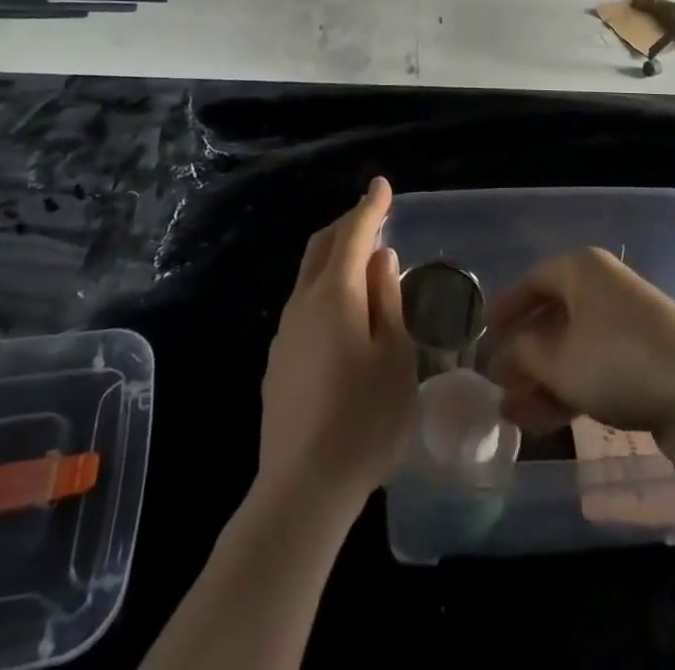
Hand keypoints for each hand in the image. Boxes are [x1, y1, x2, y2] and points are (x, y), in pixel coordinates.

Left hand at [257, 177, 416, 518]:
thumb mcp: (395, 356)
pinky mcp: (279, 362)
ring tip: (363, 261)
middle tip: (373, 216)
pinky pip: (304, 305)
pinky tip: (344, 313)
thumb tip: (381, 258)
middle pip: (323, 247)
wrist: (303, 489)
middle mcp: (303, 303)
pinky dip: (326, 288)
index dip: (370, 207)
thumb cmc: (365, 419)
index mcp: (335, 294)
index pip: (354, 234)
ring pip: (310, 276)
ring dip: (335, 256)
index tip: (382, 186)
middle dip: (347, 224)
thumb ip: (387, 299)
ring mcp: (285, 333)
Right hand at [485, 247, 674, 471]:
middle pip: (554, 317)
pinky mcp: (647, 360)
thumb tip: (502, 356)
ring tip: (512, 416)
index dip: (507, 307)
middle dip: (524, 355)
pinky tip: (545, 423)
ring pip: (574, 349)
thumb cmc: (619, 361)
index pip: (535, 280)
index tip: (485, 332)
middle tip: (497, 384)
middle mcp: (605, 288)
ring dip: (543, 381)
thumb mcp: (558, 359)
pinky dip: (571, 391)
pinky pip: (596, 369)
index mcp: (583, 269)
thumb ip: (522, 355)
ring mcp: (629, 325)